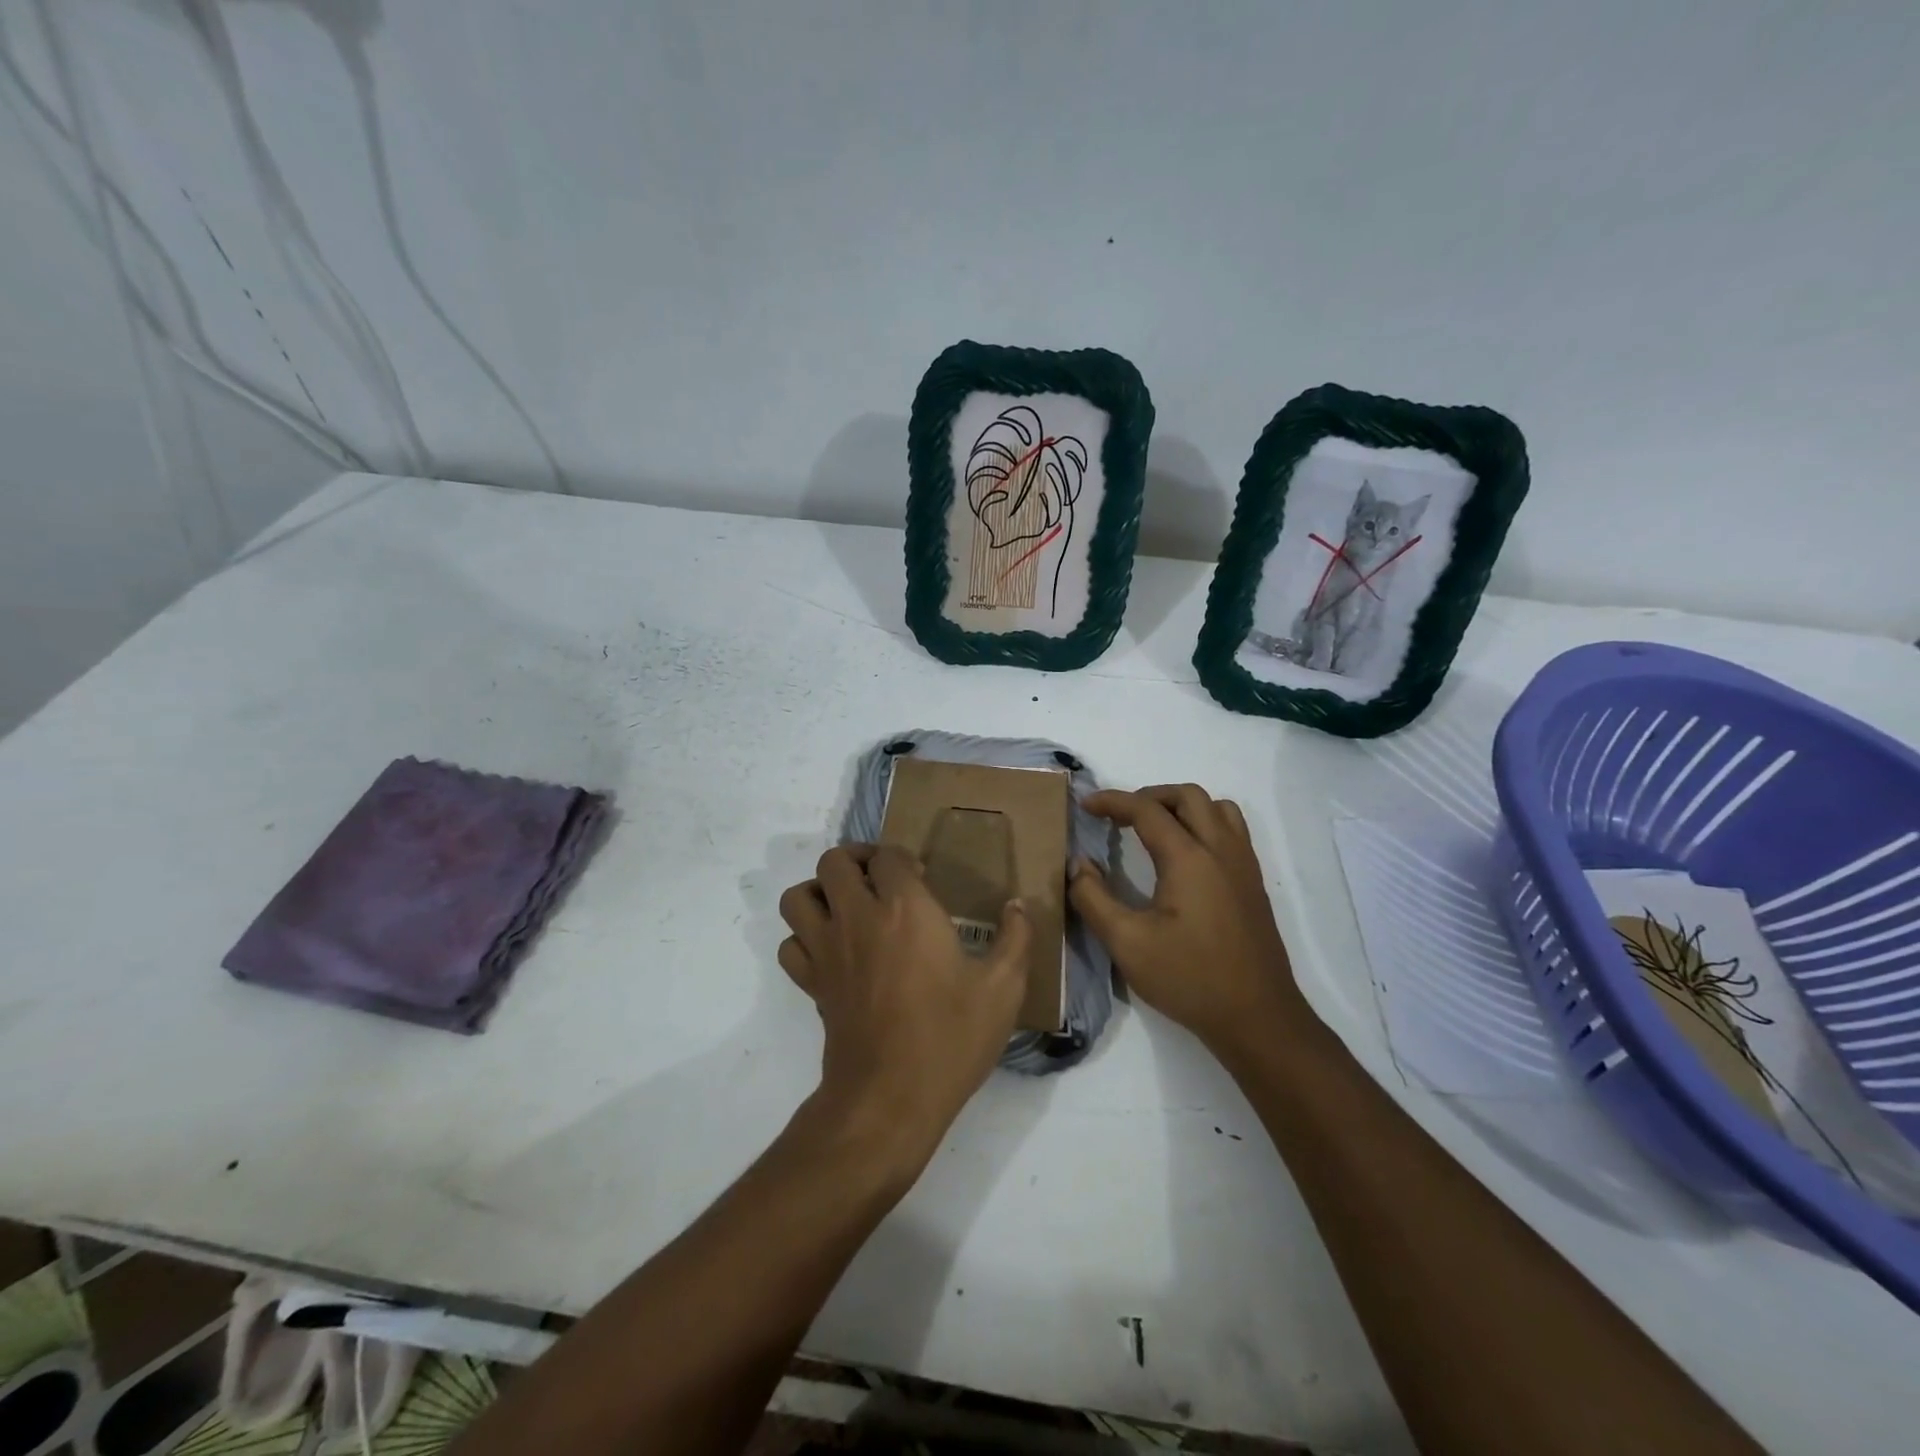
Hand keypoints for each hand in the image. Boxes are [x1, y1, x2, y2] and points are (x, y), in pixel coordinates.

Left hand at [777, 844, 1028, 1168]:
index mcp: (906, 909)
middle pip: (834, 861)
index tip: (922, 878)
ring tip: (848, 904)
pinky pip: (790, 943)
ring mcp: (827, 950)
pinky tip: (832, 948)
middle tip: (881, 879)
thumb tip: (1018, 905)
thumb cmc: (950, 1038)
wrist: (890, 1099)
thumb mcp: (1002, 989)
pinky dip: (804, 936)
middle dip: (856, 859)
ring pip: (799, 896)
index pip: (887, 856)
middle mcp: (858, 918)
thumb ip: (1016, 939)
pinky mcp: (812, 984)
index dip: (902, 858)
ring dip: (820, 891)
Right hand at [1069, 785, 1303, 1055]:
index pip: (1147, 810)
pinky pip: (1232, 831)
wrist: (1258, 1018)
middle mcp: (1221, 850)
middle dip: (1149, 796)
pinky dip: (1204, 823)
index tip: (1085, 805)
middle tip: (1119, 817)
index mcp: (1189, 858)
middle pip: (1187, 796)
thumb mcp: (1127, 943)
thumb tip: (1077, 864)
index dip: (1112, 801)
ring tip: (1154, 828)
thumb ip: (1093, 898)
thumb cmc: (1189, 979)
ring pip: (1217, 808)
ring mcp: (1244, 866)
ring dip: (1182, 806)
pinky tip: (1185, 856)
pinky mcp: (1253, 884)